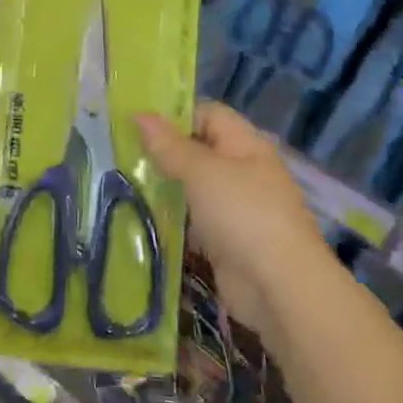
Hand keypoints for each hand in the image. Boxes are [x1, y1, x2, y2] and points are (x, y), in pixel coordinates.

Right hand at [135, 102, 331, 343]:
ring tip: (124, 185)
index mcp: (245, 144)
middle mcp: (243, 171)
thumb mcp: (201, 172)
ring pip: (194, 188)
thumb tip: (139, 115)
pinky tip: (143, 220)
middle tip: (123, 155)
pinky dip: (173, 221)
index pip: (207, 114)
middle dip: (164, 153)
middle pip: (199, 151)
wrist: (279, 288)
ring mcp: (237, 208)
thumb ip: (168, 146)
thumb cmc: (242, 214)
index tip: (137, 124)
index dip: (175, 114)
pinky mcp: (227, 242)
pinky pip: (195, 221)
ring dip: (166, 188)